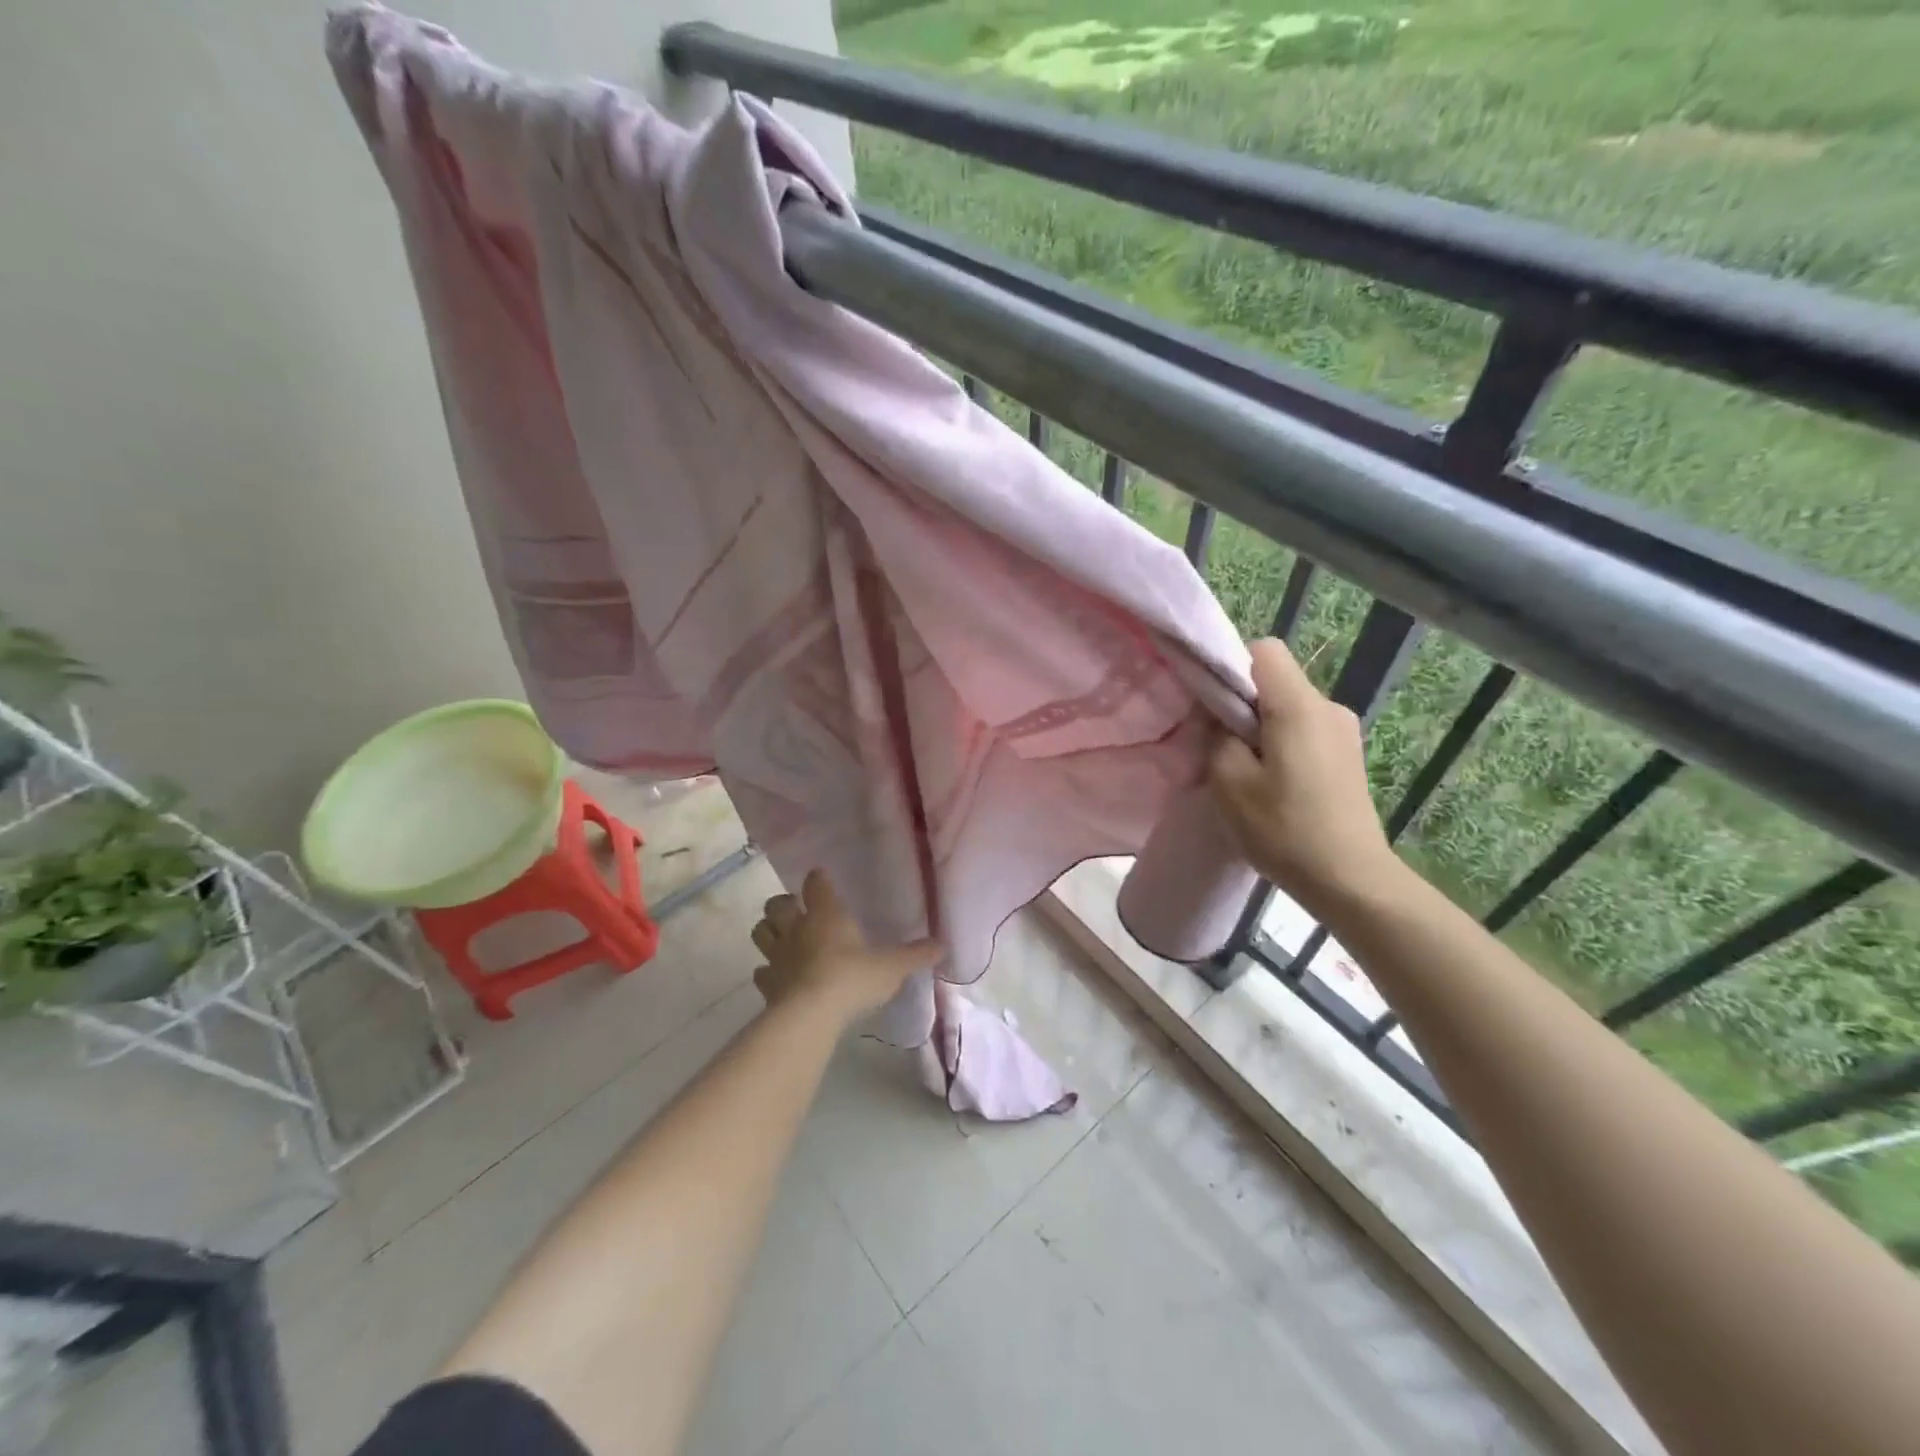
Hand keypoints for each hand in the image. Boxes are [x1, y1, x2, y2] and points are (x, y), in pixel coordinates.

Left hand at [750, 870, 940, 1024]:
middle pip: (777, 905)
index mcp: (826, 914)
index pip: (816, 883)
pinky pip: (761, 971)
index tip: (821, 879)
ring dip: (769, 931)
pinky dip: (768, 971)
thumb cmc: (853, 979)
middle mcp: (797, 928)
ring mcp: (777, 956)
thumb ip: (915, 955)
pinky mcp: (767, 984)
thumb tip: (943, 945)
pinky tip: (779, 977)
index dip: (818, 880)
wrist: (811, 1015)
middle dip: (783, 904)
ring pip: (761, 932)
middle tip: (797, 910)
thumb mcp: (892, 967)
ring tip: (783, 938)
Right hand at [1210, 638, 1399, 915]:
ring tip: (1248, 773)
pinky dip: (1283, 745)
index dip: (1232, 667)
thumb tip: (1219, 716)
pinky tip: (1275, 785)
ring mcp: (1344, 732)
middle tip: (1222, 747)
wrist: (1349, 879)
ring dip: (1262, 728)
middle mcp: (1329, 707)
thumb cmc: (1283, 828)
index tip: (1214, 706)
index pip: (1264, 650)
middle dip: (1244, 704)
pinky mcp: (1348, 756)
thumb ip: (1217, 735)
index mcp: (1299, 705)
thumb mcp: (1229, 781)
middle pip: (1276, 681)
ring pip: (1289, 708)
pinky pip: (1305, 731)